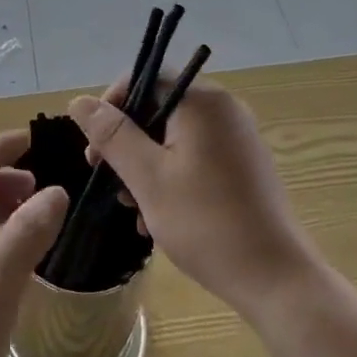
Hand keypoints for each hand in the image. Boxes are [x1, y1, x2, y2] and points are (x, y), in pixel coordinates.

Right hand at [68, 82, 316, 313]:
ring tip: (130, 206)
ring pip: (175, 135)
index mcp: (202, 101)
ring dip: (145, 164)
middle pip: (159, 107)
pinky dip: (171, 175)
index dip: (113, 104)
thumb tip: (79, 101)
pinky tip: (157, 216)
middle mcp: (224, 108)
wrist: (276, 279)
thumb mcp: (148, 178)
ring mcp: (237, 137)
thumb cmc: (206, 223)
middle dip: (127, 141)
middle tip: (105, 178)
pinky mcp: (243, 164)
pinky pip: (196, 154)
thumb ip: (112, 135)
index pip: (146, 78)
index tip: (94, 145)